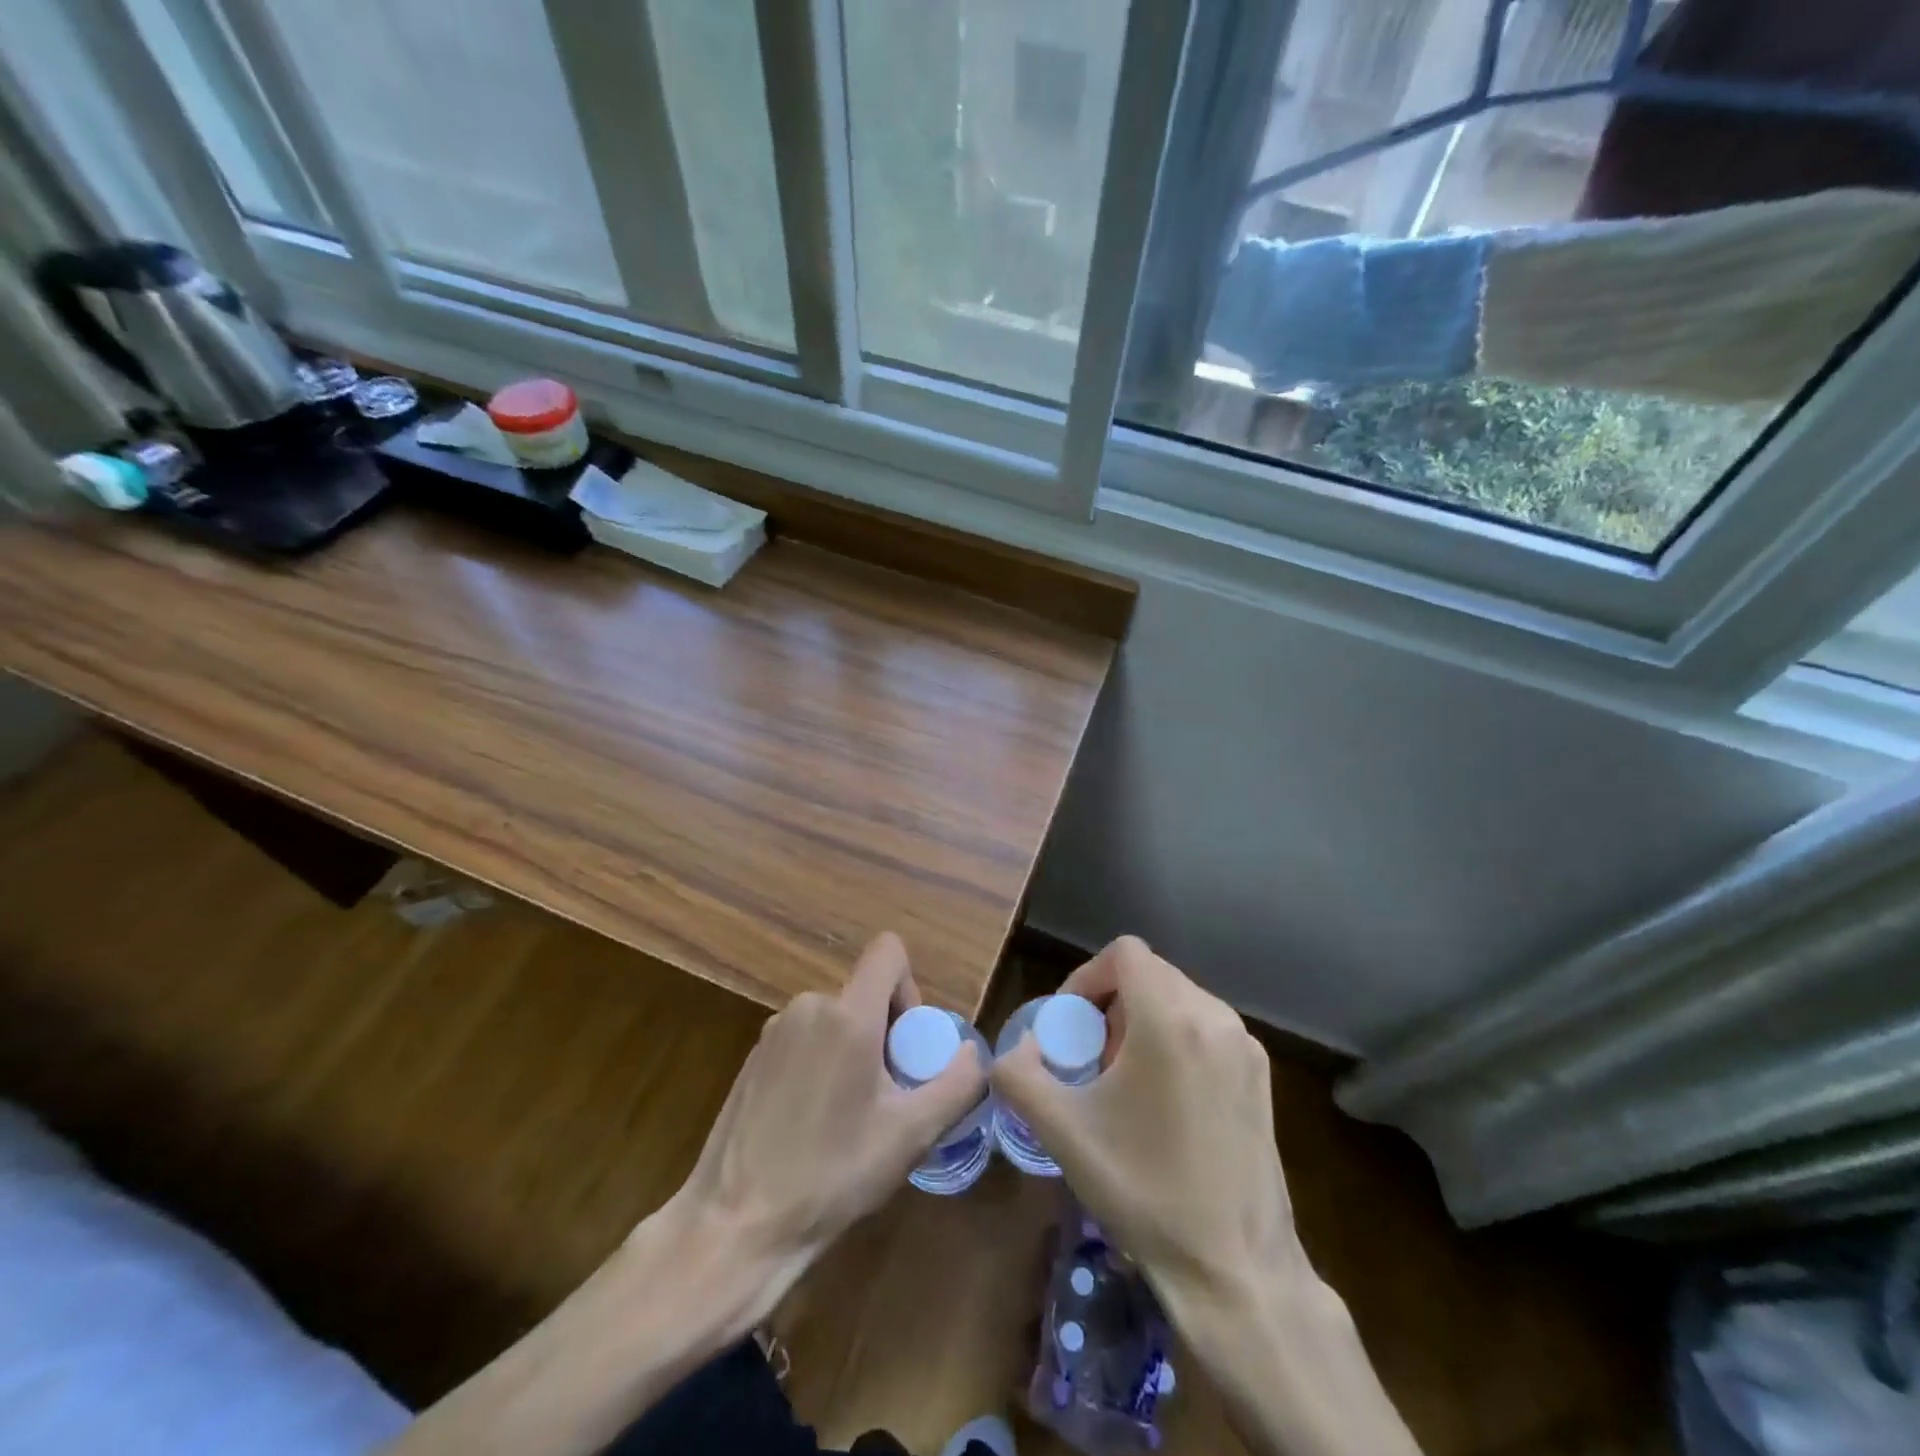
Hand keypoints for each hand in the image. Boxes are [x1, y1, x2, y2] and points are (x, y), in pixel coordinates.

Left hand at [665, 933, 984, 1321]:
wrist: (737, 1223)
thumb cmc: (832, 1174)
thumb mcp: (911, 1136)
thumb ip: (957, 1084)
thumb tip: (973, 1051)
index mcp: (848, 1015)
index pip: (889, 951)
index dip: (910, 988)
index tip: (907, 1045)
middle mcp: (808, 1006)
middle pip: (865, 993)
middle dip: (885, 1033)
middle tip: (885, 1097)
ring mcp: (774, 1030)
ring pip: (836, 1018)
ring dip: (854, 1050)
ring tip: (848, 1116)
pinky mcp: (754, 1056)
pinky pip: (806, 1038)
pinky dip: (822, 1063)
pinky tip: (813, 1123)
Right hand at [992, 938, 1421, 1455]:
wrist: (1236, 1269)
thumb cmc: (1145, 1191)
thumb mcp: (1064, 1133)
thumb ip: (1019, 1076)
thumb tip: (1013, 1051)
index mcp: (1171, 1020)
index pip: (1124, 953)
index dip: (1086, 977)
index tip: (1070, 1024)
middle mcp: (1216, 1018)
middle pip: (1150, 974)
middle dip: (1111, 1003)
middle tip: (1090, 1055)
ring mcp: (1245, 1047)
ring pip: (1179, 999)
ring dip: (1142, 1020)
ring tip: (1122, 1079)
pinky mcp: (1261, 1076)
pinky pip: (1206, 1028)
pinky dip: (1174, 1040)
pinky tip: (1163, 1100)